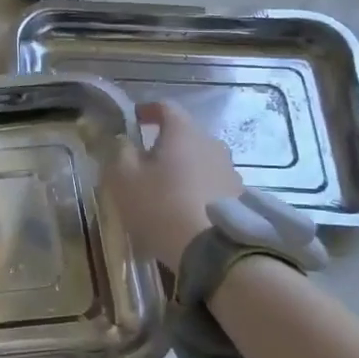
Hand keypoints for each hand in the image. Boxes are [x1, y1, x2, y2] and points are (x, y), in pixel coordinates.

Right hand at [104, 102, 242, 271]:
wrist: (211, 250)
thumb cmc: (160, 205)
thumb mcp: (124, 177)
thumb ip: (119, 151)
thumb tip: (122, 140)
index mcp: (183, 131)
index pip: (165, 107)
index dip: (148, 111)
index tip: (134, 120)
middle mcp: (212, 142)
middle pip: (185, 134)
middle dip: (165, 143)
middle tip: (146, 161)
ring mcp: (229, 169)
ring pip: (200, 159)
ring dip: (184, 167)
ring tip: (167, 189)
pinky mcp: (239, 196)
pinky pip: (212, 182)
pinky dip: (198, 188)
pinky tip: (187, 208)